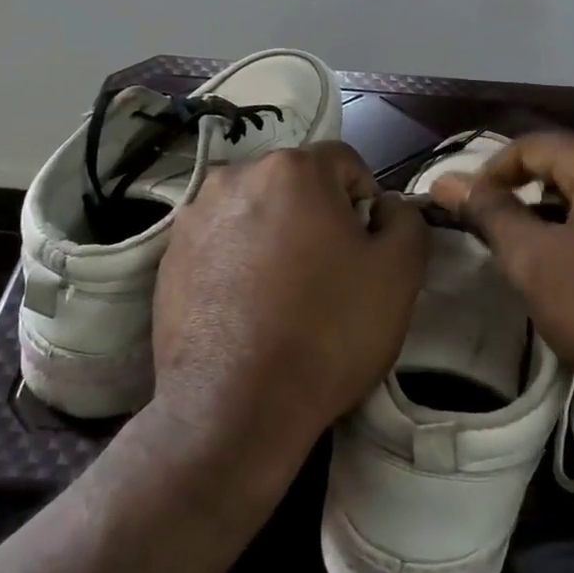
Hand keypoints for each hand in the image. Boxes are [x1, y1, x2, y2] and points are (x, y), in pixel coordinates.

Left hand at [151, 141, 426, 470]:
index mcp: (292, 169)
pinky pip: (220, 241)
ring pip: (255, 210)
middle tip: (327, 272)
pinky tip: (246, 306)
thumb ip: (405, 220)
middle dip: (317, 214)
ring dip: (275, 233)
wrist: (234, 408)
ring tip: (282, 292)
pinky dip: (238, 259)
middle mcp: (236, 175)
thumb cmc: (327, 332)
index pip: (346, 164)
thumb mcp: (398, 273)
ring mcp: (194, 216)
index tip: (364, 249)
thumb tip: (386, 207)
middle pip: (295, 183)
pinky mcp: (168, 256)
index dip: (365, 202)